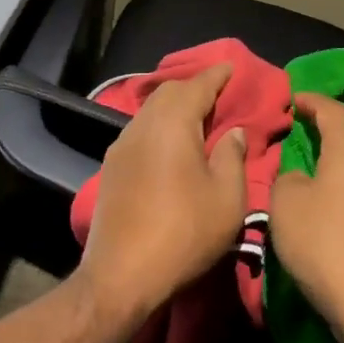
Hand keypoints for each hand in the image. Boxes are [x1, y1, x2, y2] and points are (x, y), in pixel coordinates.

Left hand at [78, 64, 248, 316]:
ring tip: (197, 117)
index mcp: (172, 124)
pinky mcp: (111, 168)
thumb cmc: (183, 233)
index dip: (216, 75)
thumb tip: (232, 132)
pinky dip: (160, 126)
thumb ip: (232, 157)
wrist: (121, 275)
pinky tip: (171, 144)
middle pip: (168, 92)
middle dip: (194, 87)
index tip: (231, 67)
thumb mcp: (226, 199)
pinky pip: (140, 131)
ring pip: (150, 111)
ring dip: (174, 107)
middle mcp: (142, 125)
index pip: (197, 86)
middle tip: (218, 93)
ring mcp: (121, 146)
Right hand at [269, 93, 343, 338]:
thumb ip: (287, 176)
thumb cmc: (323, 242)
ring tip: (307, 163)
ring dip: (334, 158)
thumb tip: (299, 175)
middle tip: (296, 128)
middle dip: (324, 127)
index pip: (333, 110)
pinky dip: (342, 183)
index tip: (291, 99)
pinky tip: (325, 199)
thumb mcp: (285, 202)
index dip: (311, 100)